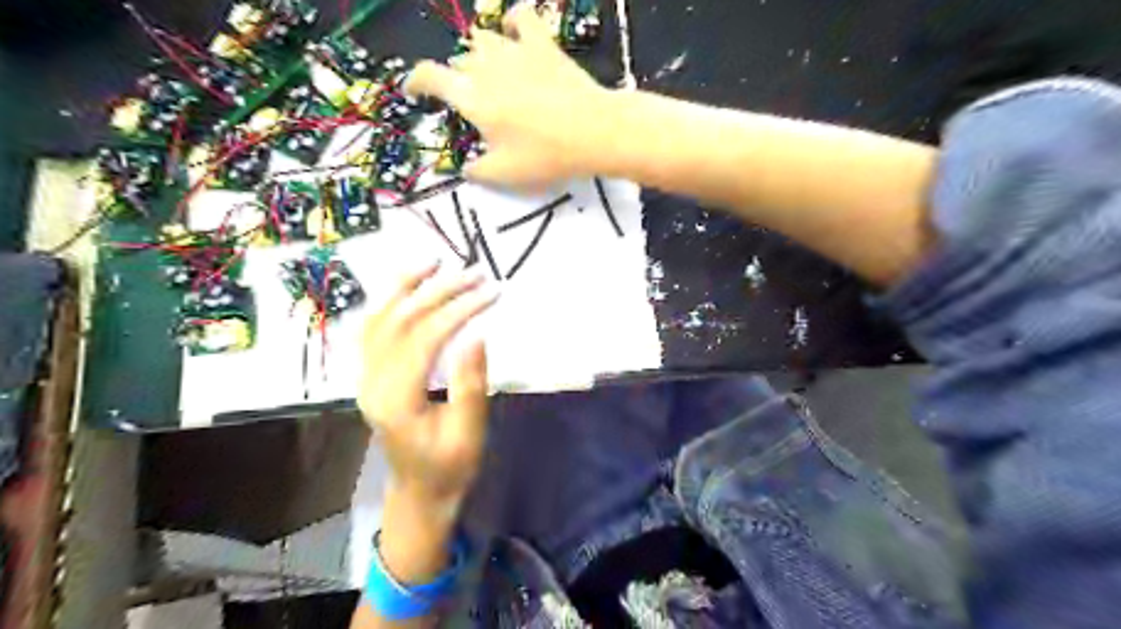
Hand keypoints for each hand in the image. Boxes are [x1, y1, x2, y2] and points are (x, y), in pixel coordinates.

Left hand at [359, 264, 498, 515]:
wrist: (419, 491)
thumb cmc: (449, 466)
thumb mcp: (469, 431)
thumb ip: (470, 383)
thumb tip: (477, 333)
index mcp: (397, 400)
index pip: (424, 338)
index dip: (458, 310)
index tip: (490, 294)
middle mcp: (372, 383)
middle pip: (401, 321)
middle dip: (440, 292)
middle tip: (475, 274)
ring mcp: (366, 377)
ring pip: (379, 319)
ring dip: (406, 286)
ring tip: (433, 261)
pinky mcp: (371, 375)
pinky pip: (374, 329)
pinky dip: (390, 302)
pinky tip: (409, 287)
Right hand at [406, 4, 608, 185]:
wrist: (594, 131)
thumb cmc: (545, 155)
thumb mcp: (505, 174)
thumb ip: (477, 171)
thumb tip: (465, 168)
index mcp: (471, 97)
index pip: (429, 76)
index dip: (414, 81)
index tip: (412, 91)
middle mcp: (486, 66)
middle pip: (459, 61)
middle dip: (457, 78)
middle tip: (472, 101)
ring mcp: (514, 49)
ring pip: (483, 40)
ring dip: (479, 55)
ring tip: (489, 73)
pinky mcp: (542, 43)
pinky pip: (520, 18)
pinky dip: (512, 23)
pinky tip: (514, 33)